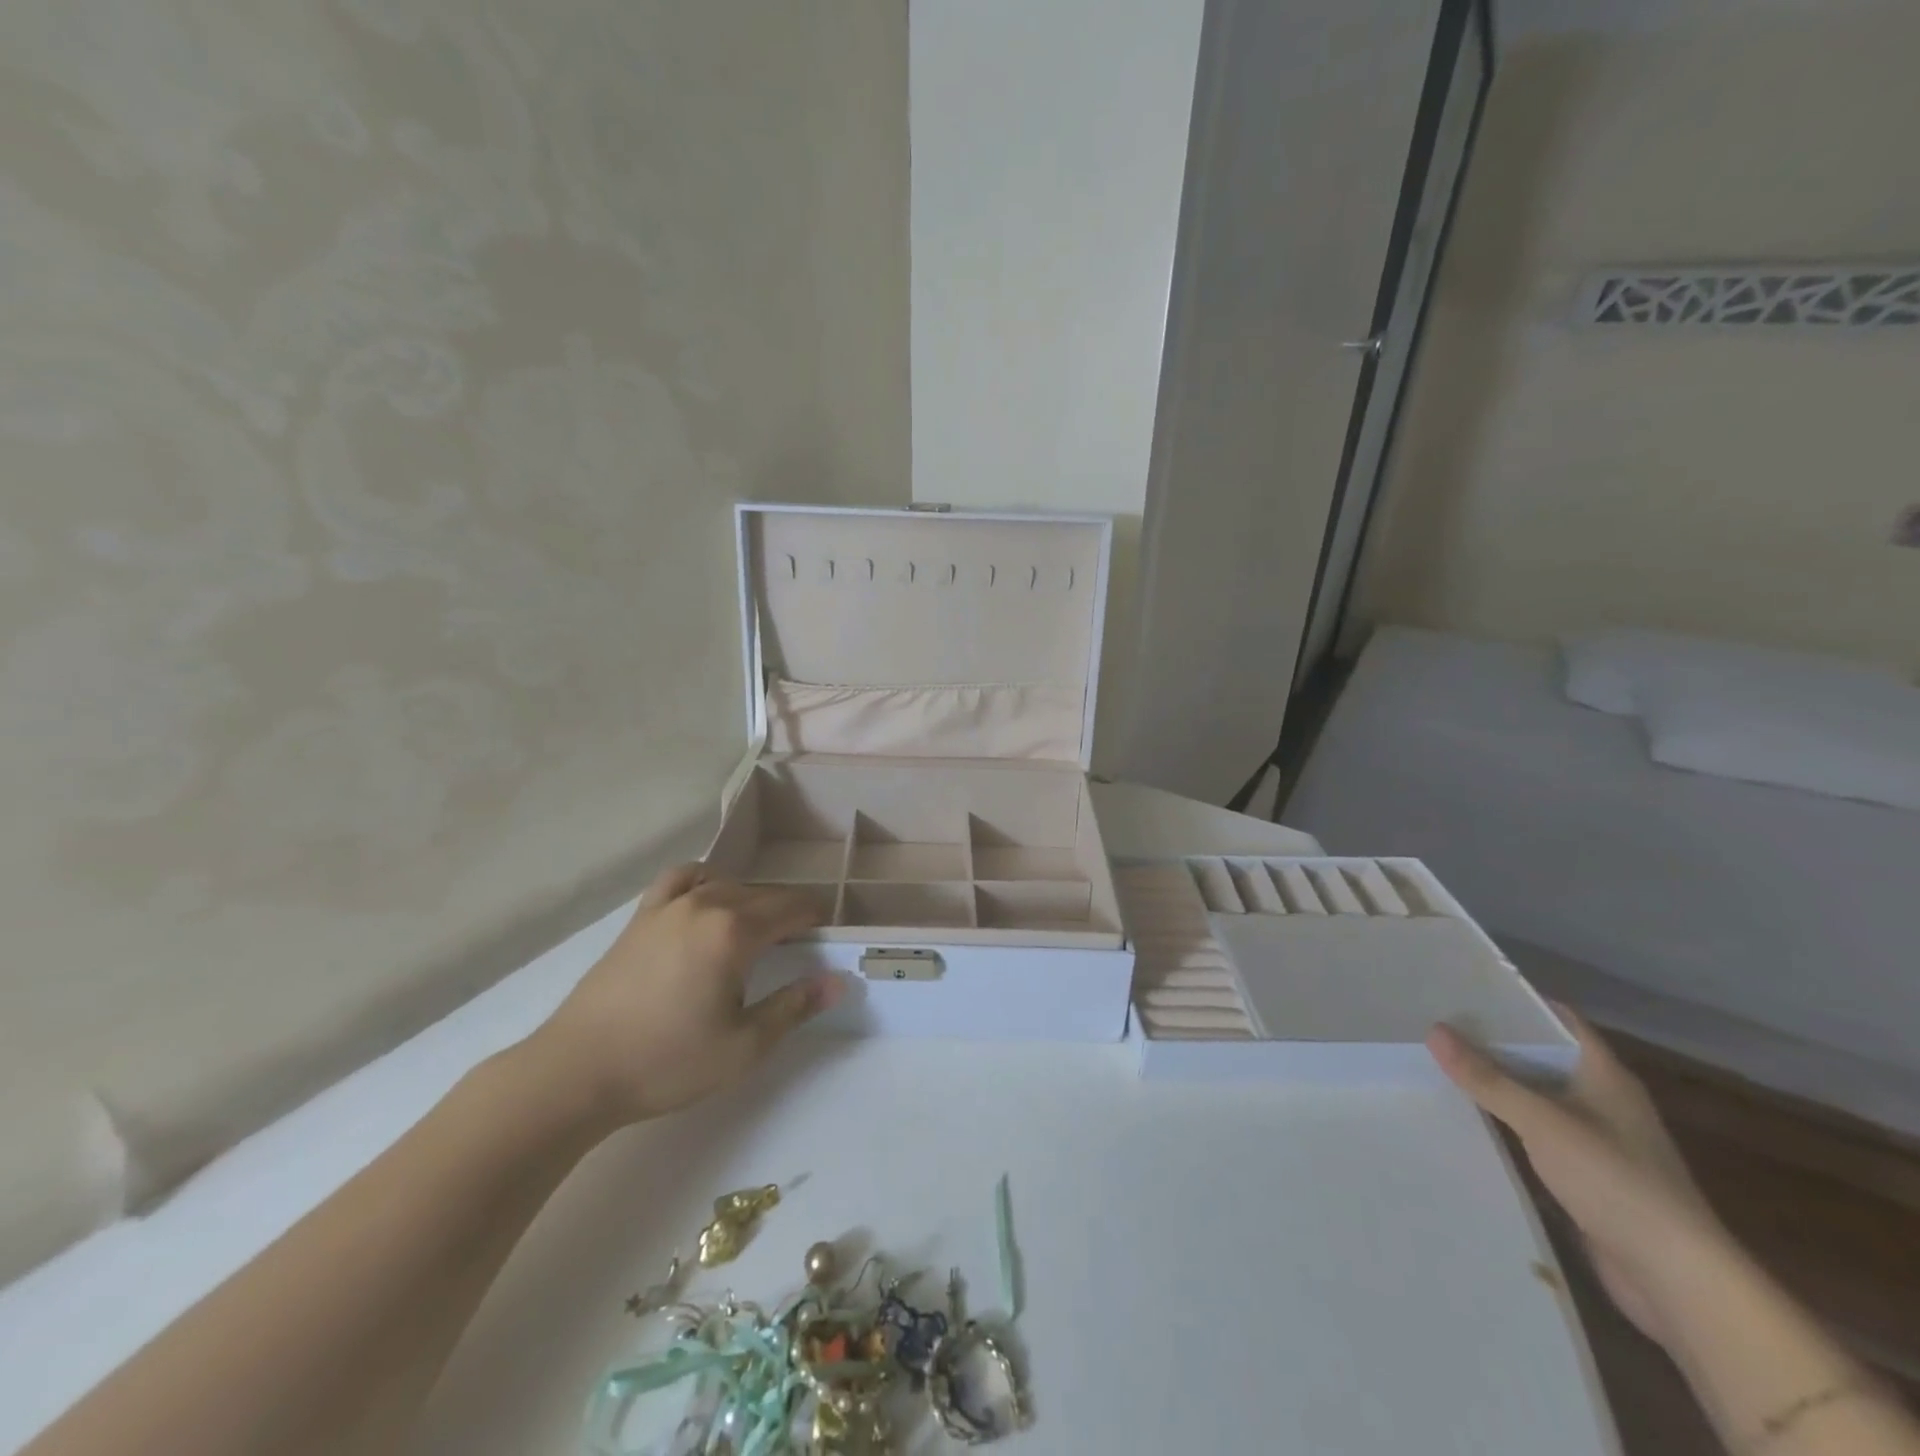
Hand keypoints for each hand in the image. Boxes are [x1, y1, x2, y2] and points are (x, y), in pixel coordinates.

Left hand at [530, 865, 841, 1127]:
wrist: (576, 1072)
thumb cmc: (667, 1062)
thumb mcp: (744, 1046)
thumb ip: (795, 1007)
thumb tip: (839, 981)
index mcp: (735, 931)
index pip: (793, 908)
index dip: (817, 919)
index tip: (829, 938)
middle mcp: (706, 904)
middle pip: (764, 894)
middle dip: (788, 913)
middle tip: (798, 948)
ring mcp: (669, 905)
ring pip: (727, 885)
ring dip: (751, 901)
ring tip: (755, 933)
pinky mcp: (641, 916)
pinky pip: (682, 879)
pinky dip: (704, 882)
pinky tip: (706, 901)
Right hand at [1429, 1008, 1727, 1348]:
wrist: (1678, 1280)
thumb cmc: (1616, 1182)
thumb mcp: (1543, 1122)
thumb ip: (1488, 1078)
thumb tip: (1434, 1030)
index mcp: (1605, 1075)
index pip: (1558, 1019)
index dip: (1516, 1000)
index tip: (1464, 986)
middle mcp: (1603, 1099)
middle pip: (1542, 1055)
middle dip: (1493, 1040)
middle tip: (1436, 1022)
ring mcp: (1597, 1138)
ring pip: (1536, 1095)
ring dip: (1496, 1083)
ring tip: (1439, 1064)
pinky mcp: (1587, 1174)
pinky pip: (1536, 1132)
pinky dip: (1505, 1121)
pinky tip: (1467, 1118)